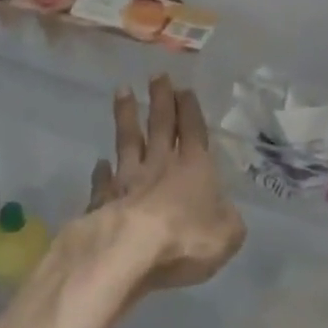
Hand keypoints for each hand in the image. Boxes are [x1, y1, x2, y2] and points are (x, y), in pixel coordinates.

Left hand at [88, 76, 244, 292]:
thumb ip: (228, 220)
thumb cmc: (186, 238)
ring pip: (128, 140)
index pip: (192, 129)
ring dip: (127, 115)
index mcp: (194, 166)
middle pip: (160, 125)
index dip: (189, 109)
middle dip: (161, 99)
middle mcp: (160, 164)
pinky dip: (101, 171)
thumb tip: (226, 214)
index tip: (183, 88)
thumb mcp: (227, 234)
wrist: (131, 252)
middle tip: (157, 75)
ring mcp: (128, 179)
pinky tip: (99, 162)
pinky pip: (103, 180)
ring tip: (123, 90)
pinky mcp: (103, 199)